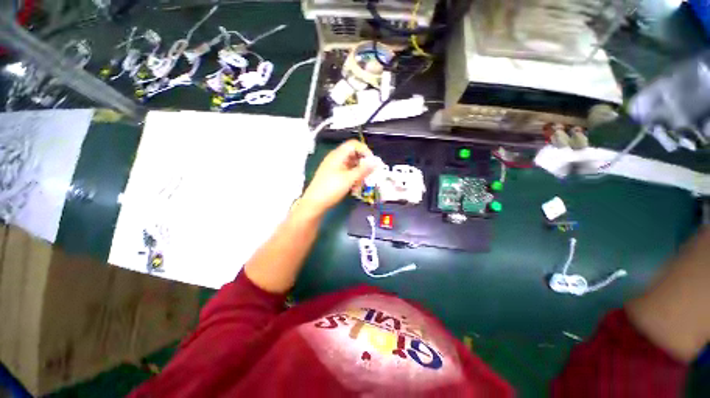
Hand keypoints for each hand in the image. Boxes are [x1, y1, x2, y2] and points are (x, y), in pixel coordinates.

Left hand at [299, 140, 374, 216]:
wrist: (314, 204)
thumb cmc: (331, 189)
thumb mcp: (349, 179)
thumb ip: (363, 170)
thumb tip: (375, 162)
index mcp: (338, 155)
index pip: (354, 144)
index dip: (365, 150)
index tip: (372, 162)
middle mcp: (336, 159)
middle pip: (353, 155)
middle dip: (363, 164)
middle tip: (369, 175)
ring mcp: (334, 167)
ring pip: (351, 165)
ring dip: (358, 173)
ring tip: (361, 184)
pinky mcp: (333, 176)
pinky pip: (346, 173)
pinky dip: (352, 178)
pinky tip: (354, 188)